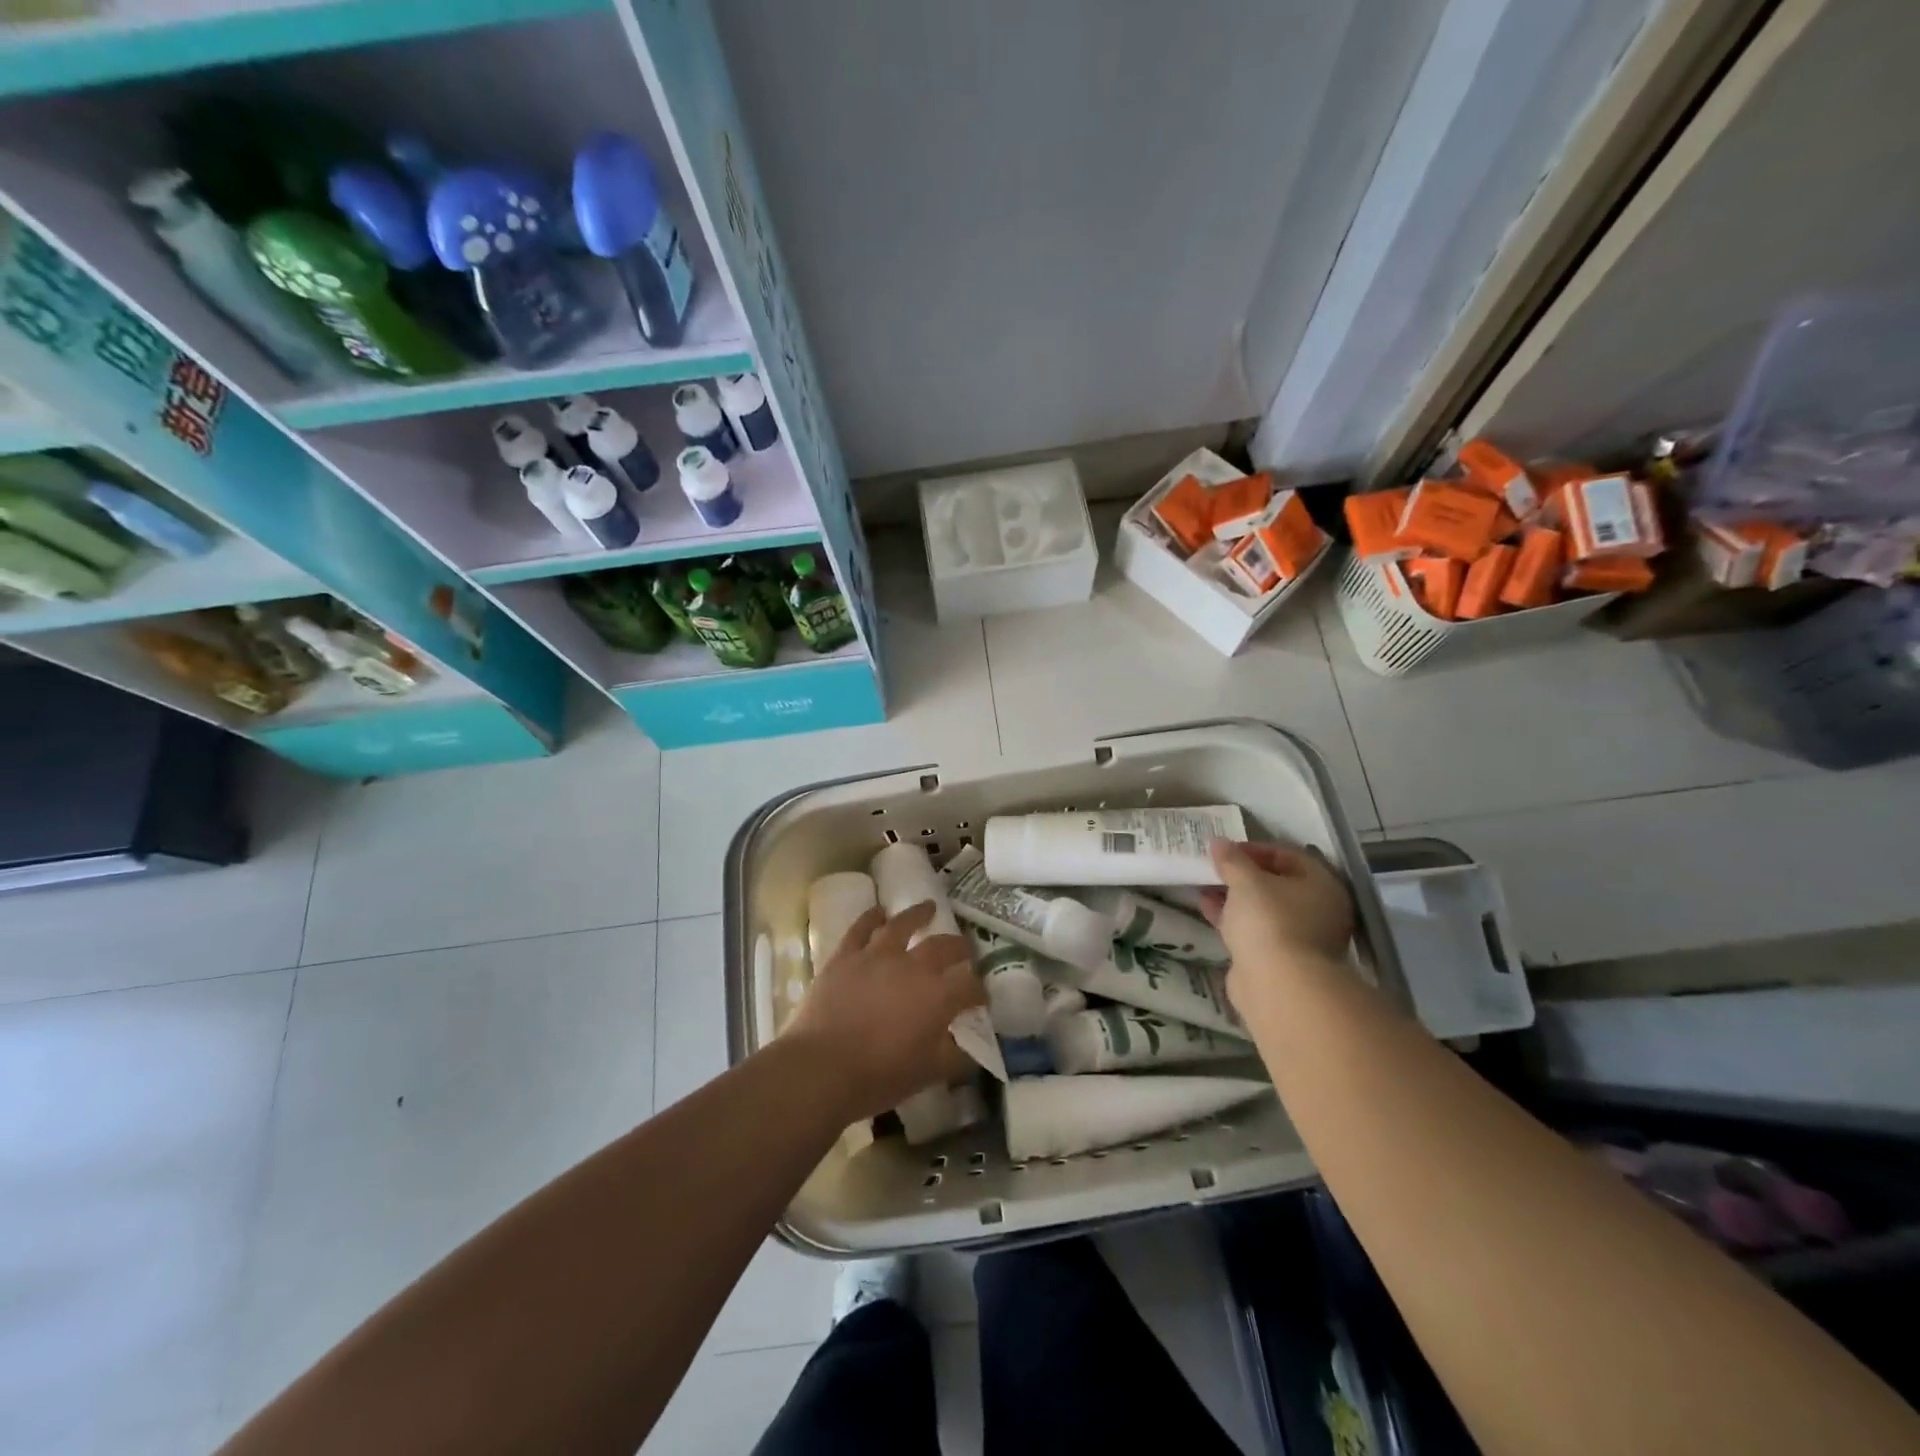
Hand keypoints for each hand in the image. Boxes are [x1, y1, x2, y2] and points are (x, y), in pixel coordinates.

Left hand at [784, 901, 983, 1122]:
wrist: (821, 1067)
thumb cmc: (879, 1075)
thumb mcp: (928, 1074)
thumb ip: (954, 1058)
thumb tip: (968, 1050)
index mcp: (938, 996)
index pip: (969, 986)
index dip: (979, 990)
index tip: (980, 997)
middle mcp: (913, 966)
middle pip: (943, 947)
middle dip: (958, 947)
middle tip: (964, 948)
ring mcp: (877, 956)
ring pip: (903, 924)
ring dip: (918, 914)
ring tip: (929, 908)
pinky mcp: (846, 955)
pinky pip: (861, 928)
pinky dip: (872, 917)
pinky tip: (879, 912)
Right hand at [1201, 839, 1353, 1000]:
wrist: (1278, 985)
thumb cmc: (1269, 921)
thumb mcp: (1246, 881)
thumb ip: (1231, 859)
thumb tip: (1218, 842)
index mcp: (1322, 885)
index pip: (1288, 855)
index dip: (1254, 849)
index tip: (1224, 851)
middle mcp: (1319, 910)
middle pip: (1277, 883)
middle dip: (1242, 875)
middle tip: (1214, 868)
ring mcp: (1302, 937)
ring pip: (1264, 909)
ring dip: (1235, 897)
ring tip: (1204, 886)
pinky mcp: (1281, 960)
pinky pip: (1256, 930)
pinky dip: (1234, 918)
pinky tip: (1207, 908)